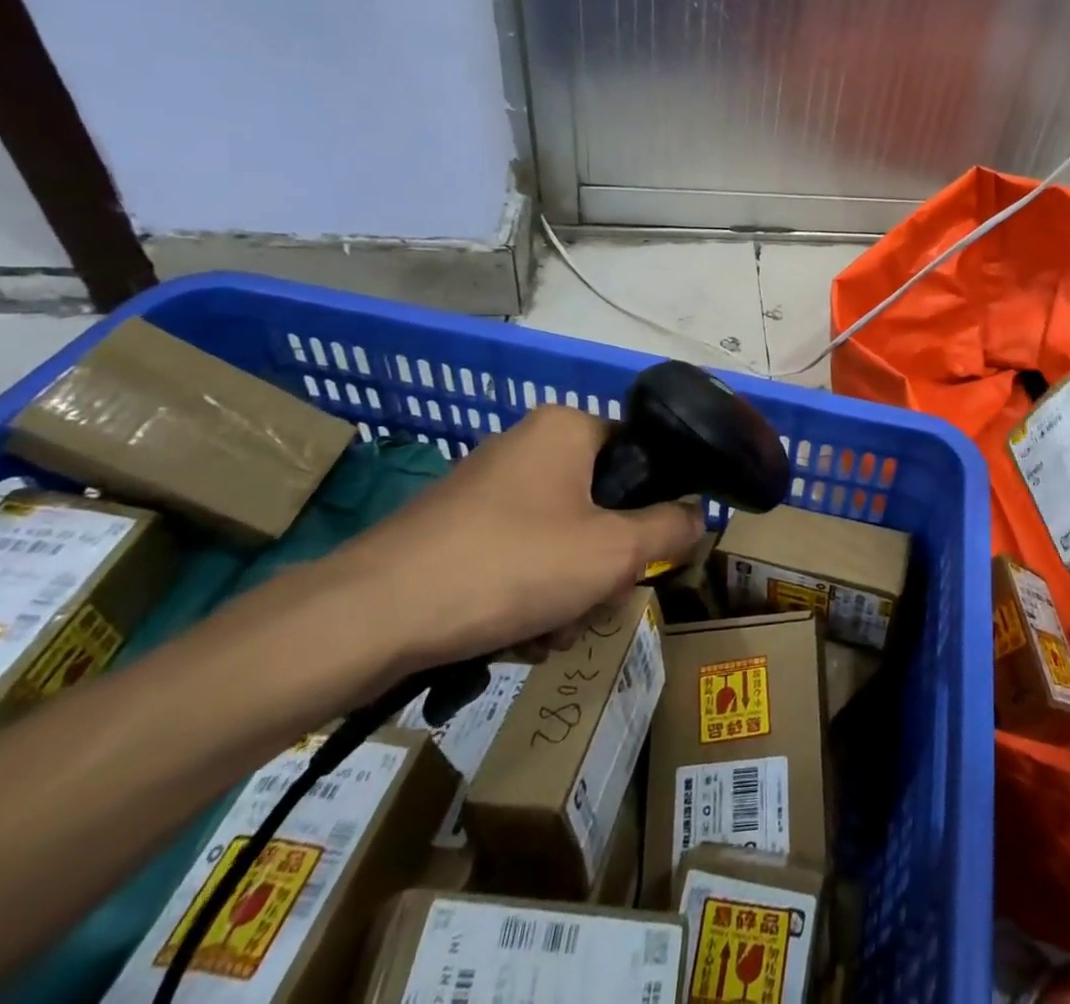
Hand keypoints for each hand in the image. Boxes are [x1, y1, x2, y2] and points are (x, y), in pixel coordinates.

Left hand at [326, 403, 704, 676]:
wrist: (370, 617)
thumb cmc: (511, 566)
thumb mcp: (614, 552)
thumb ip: (670, 530)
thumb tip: (699, 514)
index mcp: (565, 429)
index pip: (638, 456)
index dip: (651, 510)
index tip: (642, 559)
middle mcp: (525, 446)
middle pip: (599, 506)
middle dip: (602, 567)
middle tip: (592, 606)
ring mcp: (484, 489)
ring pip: (559, 539)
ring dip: (567, 593)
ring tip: (547, 635)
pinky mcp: (452, 530)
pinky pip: (516, 557)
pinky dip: (525, 597)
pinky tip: (512, 639)